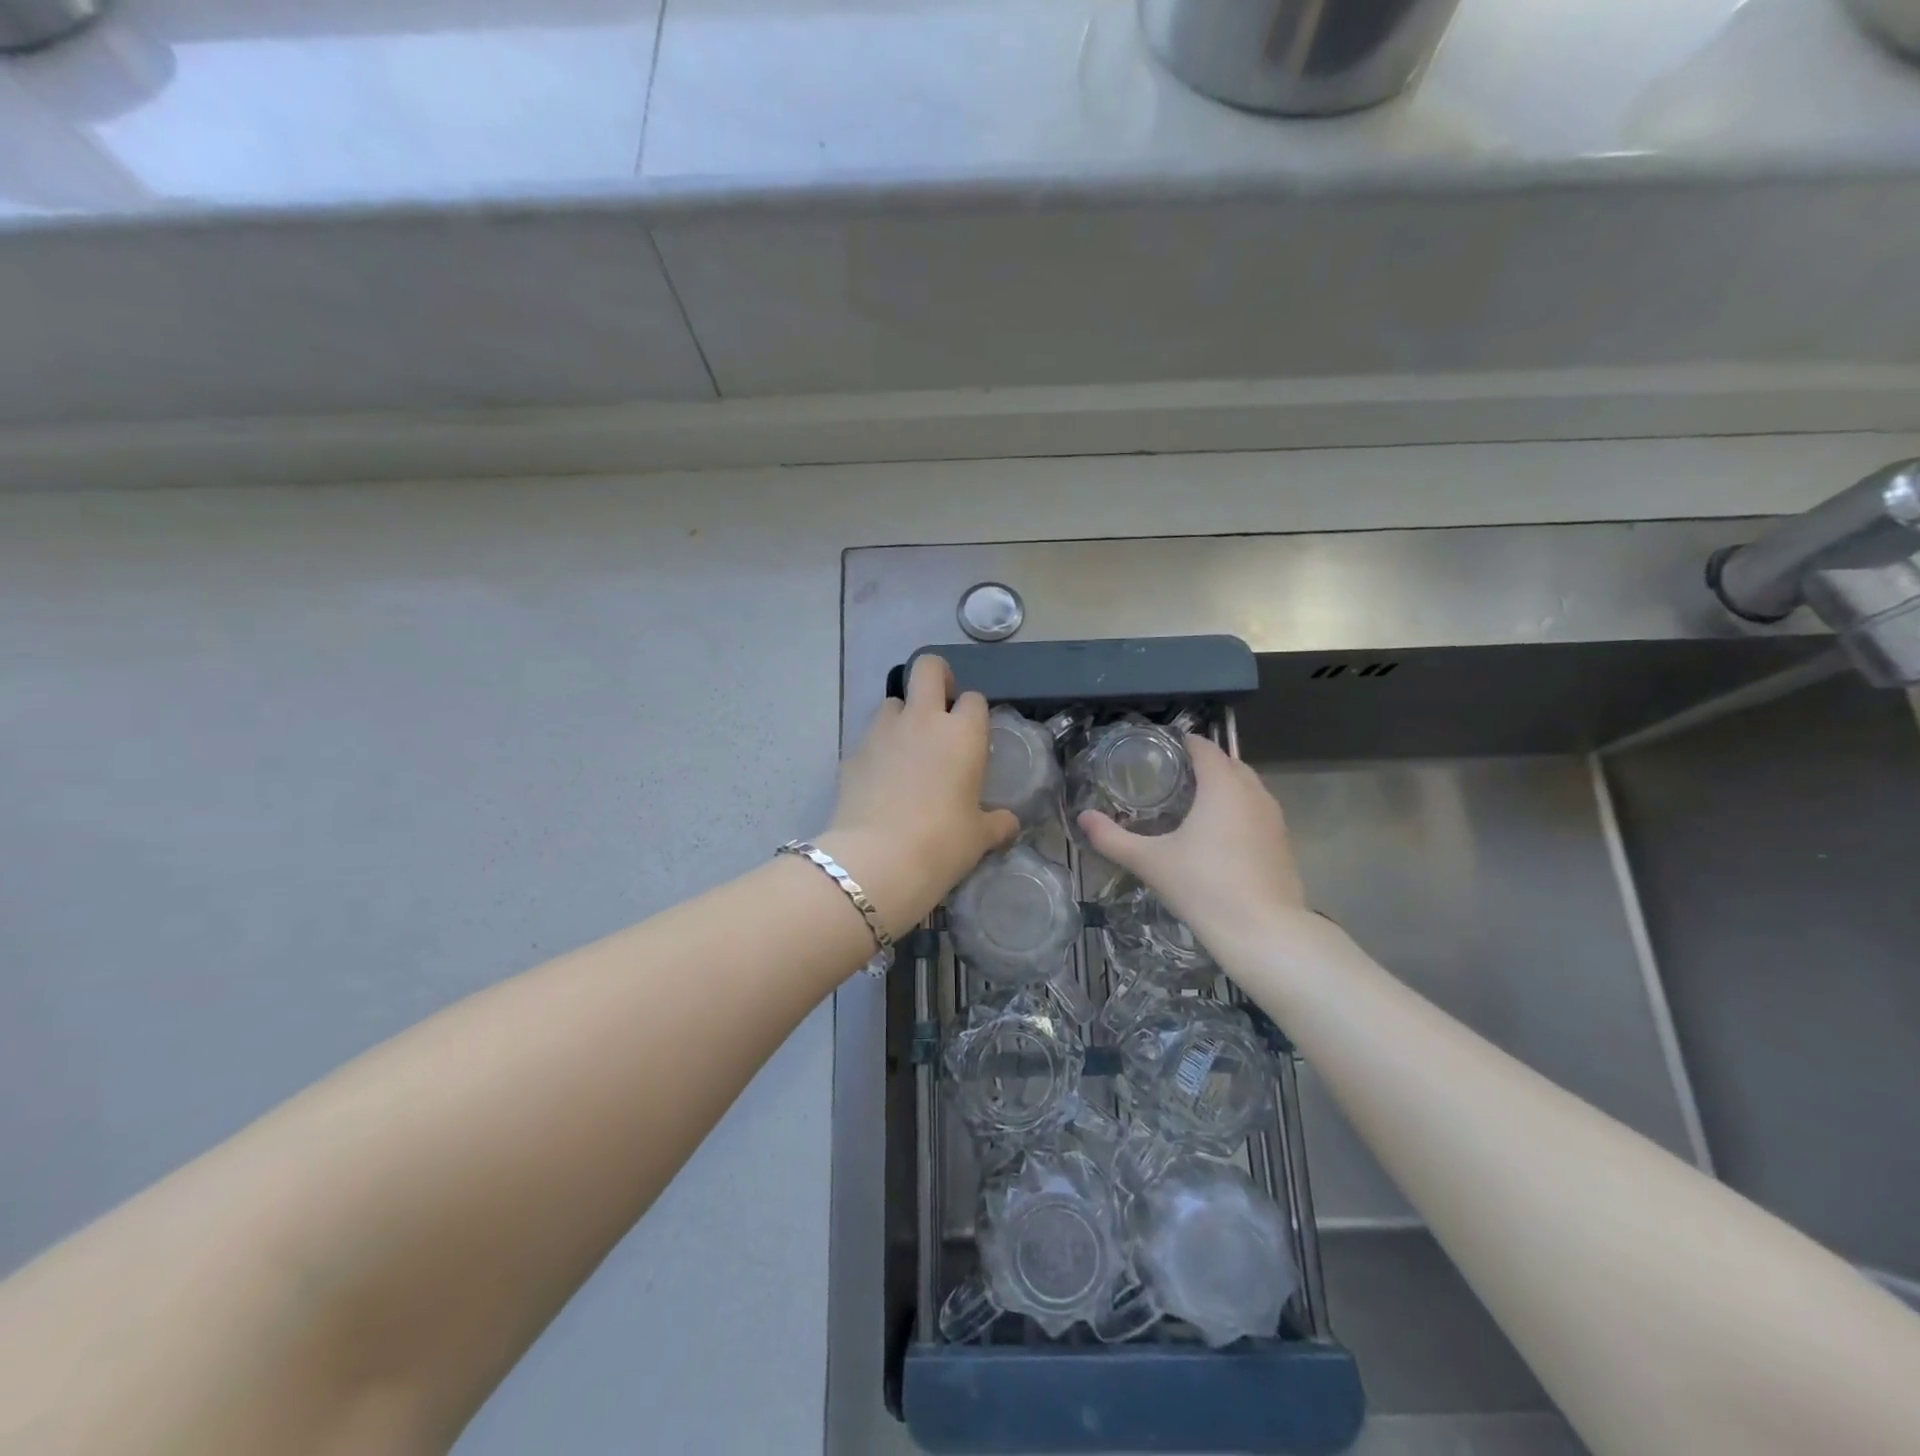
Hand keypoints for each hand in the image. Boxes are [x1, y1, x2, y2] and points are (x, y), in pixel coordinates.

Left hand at [823, 655, 1019, 935]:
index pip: (973, 699)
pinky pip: (869, 737)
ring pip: (892, 701)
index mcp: (962, 733)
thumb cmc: (942, 843)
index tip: (973, 735)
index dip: (974, 713)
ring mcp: (882, 732)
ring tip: (907, 750)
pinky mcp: (852, 752)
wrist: (877, 859)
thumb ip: (997, 823)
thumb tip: (1009, 824)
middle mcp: (922, 720)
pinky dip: (878, 749)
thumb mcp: (979, 837)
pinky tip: (882, 780)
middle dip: (937, 677)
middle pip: (928, 668)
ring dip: (903, 716)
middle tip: (941, 707)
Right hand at [1077, 735, 1310, 953]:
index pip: (1204, 747)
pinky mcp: (1282, 843)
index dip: (1183, 743)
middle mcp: (1253, 792)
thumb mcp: (1150, 861)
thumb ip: (1112, 838)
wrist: (1262, 931)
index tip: (1160, 751)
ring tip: (1194, 804)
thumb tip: (1083, 818)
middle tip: (1172, 777)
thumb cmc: (1203, 886)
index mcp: (1222, 786)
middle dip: (1204, 764)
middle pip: (1229, 762)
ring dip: (1224, 787)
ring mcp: (1274, 818)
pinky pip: (1258, 811)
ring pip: (1247, 787)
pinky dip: (1239, 811)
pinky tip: (1219, 836)